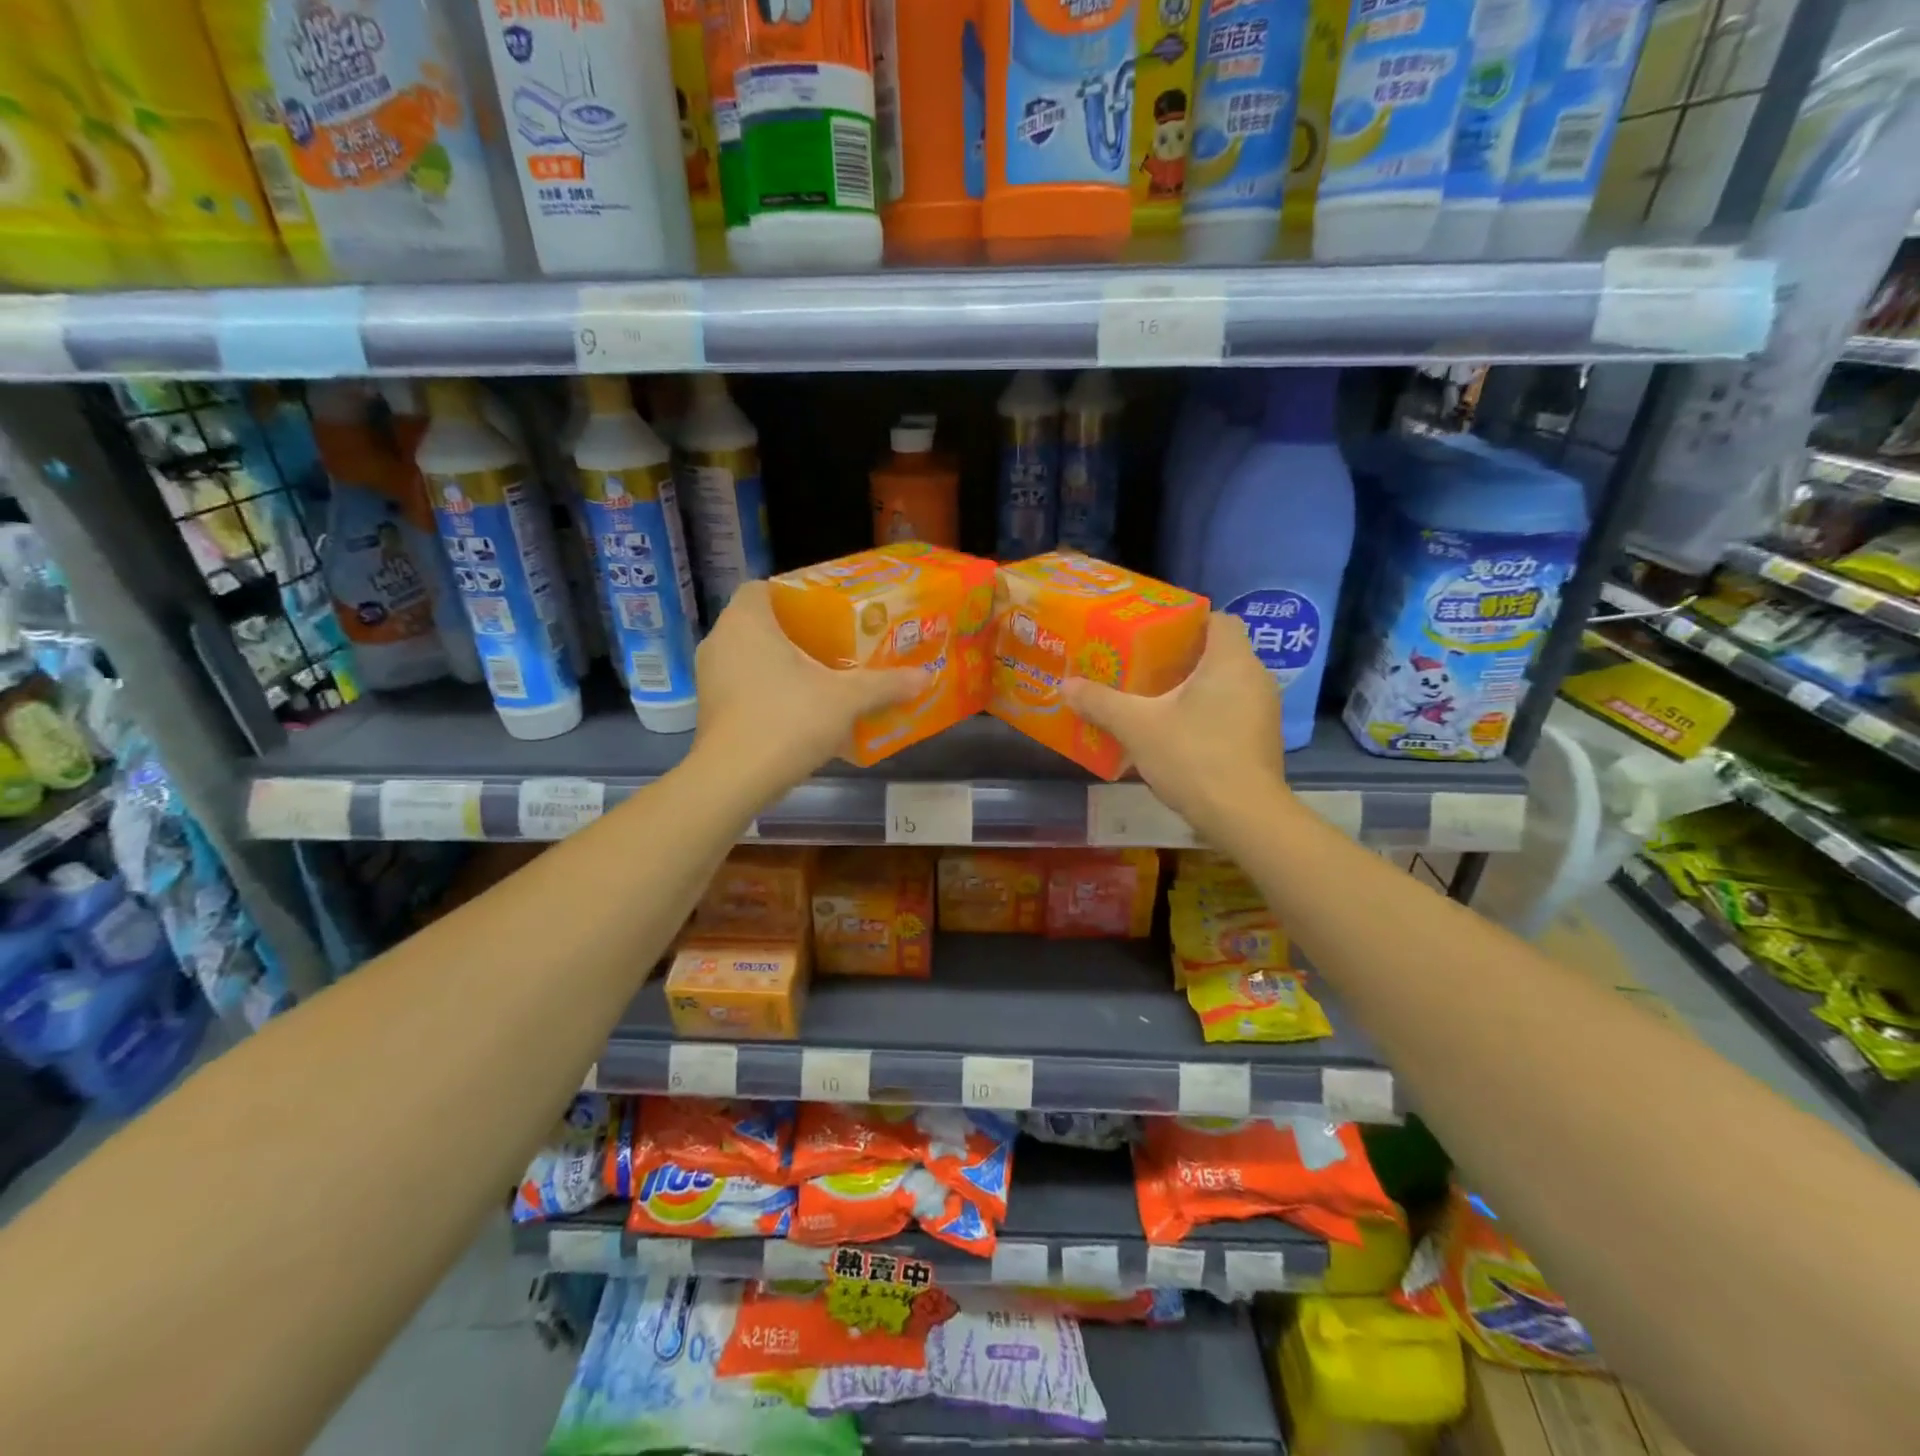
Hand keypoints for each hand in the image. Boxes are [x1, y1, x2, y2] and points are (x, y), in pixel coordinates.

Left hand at [692, 581, 920, 793]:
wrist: (735, 779)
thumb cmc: (788, 719)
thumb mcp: (846, 699)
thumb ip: (884, 684)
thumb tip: (924, 677)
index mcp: (746, 621)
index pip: (763, 588)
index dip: (794, 595)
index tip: (826, 612)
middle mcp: (720, 641)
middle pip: (760, 624)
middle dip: (796, 633)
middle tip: (834, 644)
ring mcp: (710, 678)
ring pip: (750, 658)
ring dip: (781, 665)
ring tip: (821, 677)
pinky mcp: (710, 710)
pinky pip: (744, 687)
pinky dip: (769, 692)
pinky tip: (800, 711)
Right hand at [1061, 613, 1287, 838]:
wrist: (1243, 816)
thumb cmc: (1194, 756)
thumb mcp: (1137, 727)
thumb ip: (1102, 703)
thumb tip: (1066, 686)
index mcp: (1231, 660)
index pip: (1218, 619)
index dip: (1186, 621)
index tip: (1153, 633)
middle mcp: (1255, 677)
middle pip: (1217, 652)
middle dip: (1180, 657)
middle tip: (1141, 665)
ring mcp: (1263, 711)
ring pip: (1224, 684)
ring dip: (1192, 688)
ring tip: (1152, 698)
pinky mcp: (1261, 740)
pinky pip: (1230, 711)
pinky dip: (1205, 713)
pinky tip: (1175, 732)